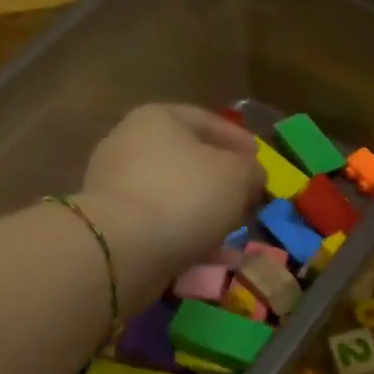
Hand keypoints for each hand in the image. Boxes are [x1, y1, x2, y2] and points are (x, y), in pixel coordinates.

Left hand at [76, 105, 262, 307]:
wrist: (122, 249)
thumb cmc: (185, 195)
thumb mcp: (238, 175)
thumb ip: (252, 170)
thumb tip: (252, 175)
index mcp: (157, 119)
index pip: (207, 121)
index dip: (240, 140)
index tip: (262, 160)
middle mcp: (129, 144)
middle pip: (187, 159)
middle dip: (221, 179)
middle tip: (247, 197)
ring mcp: (114, 185)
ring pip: (173, 195)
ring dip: (204, 212)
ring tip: (232, 230)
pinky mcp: (111, 224)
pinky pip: (158, 224)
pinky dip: (184, 235)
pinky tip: (210, 254)